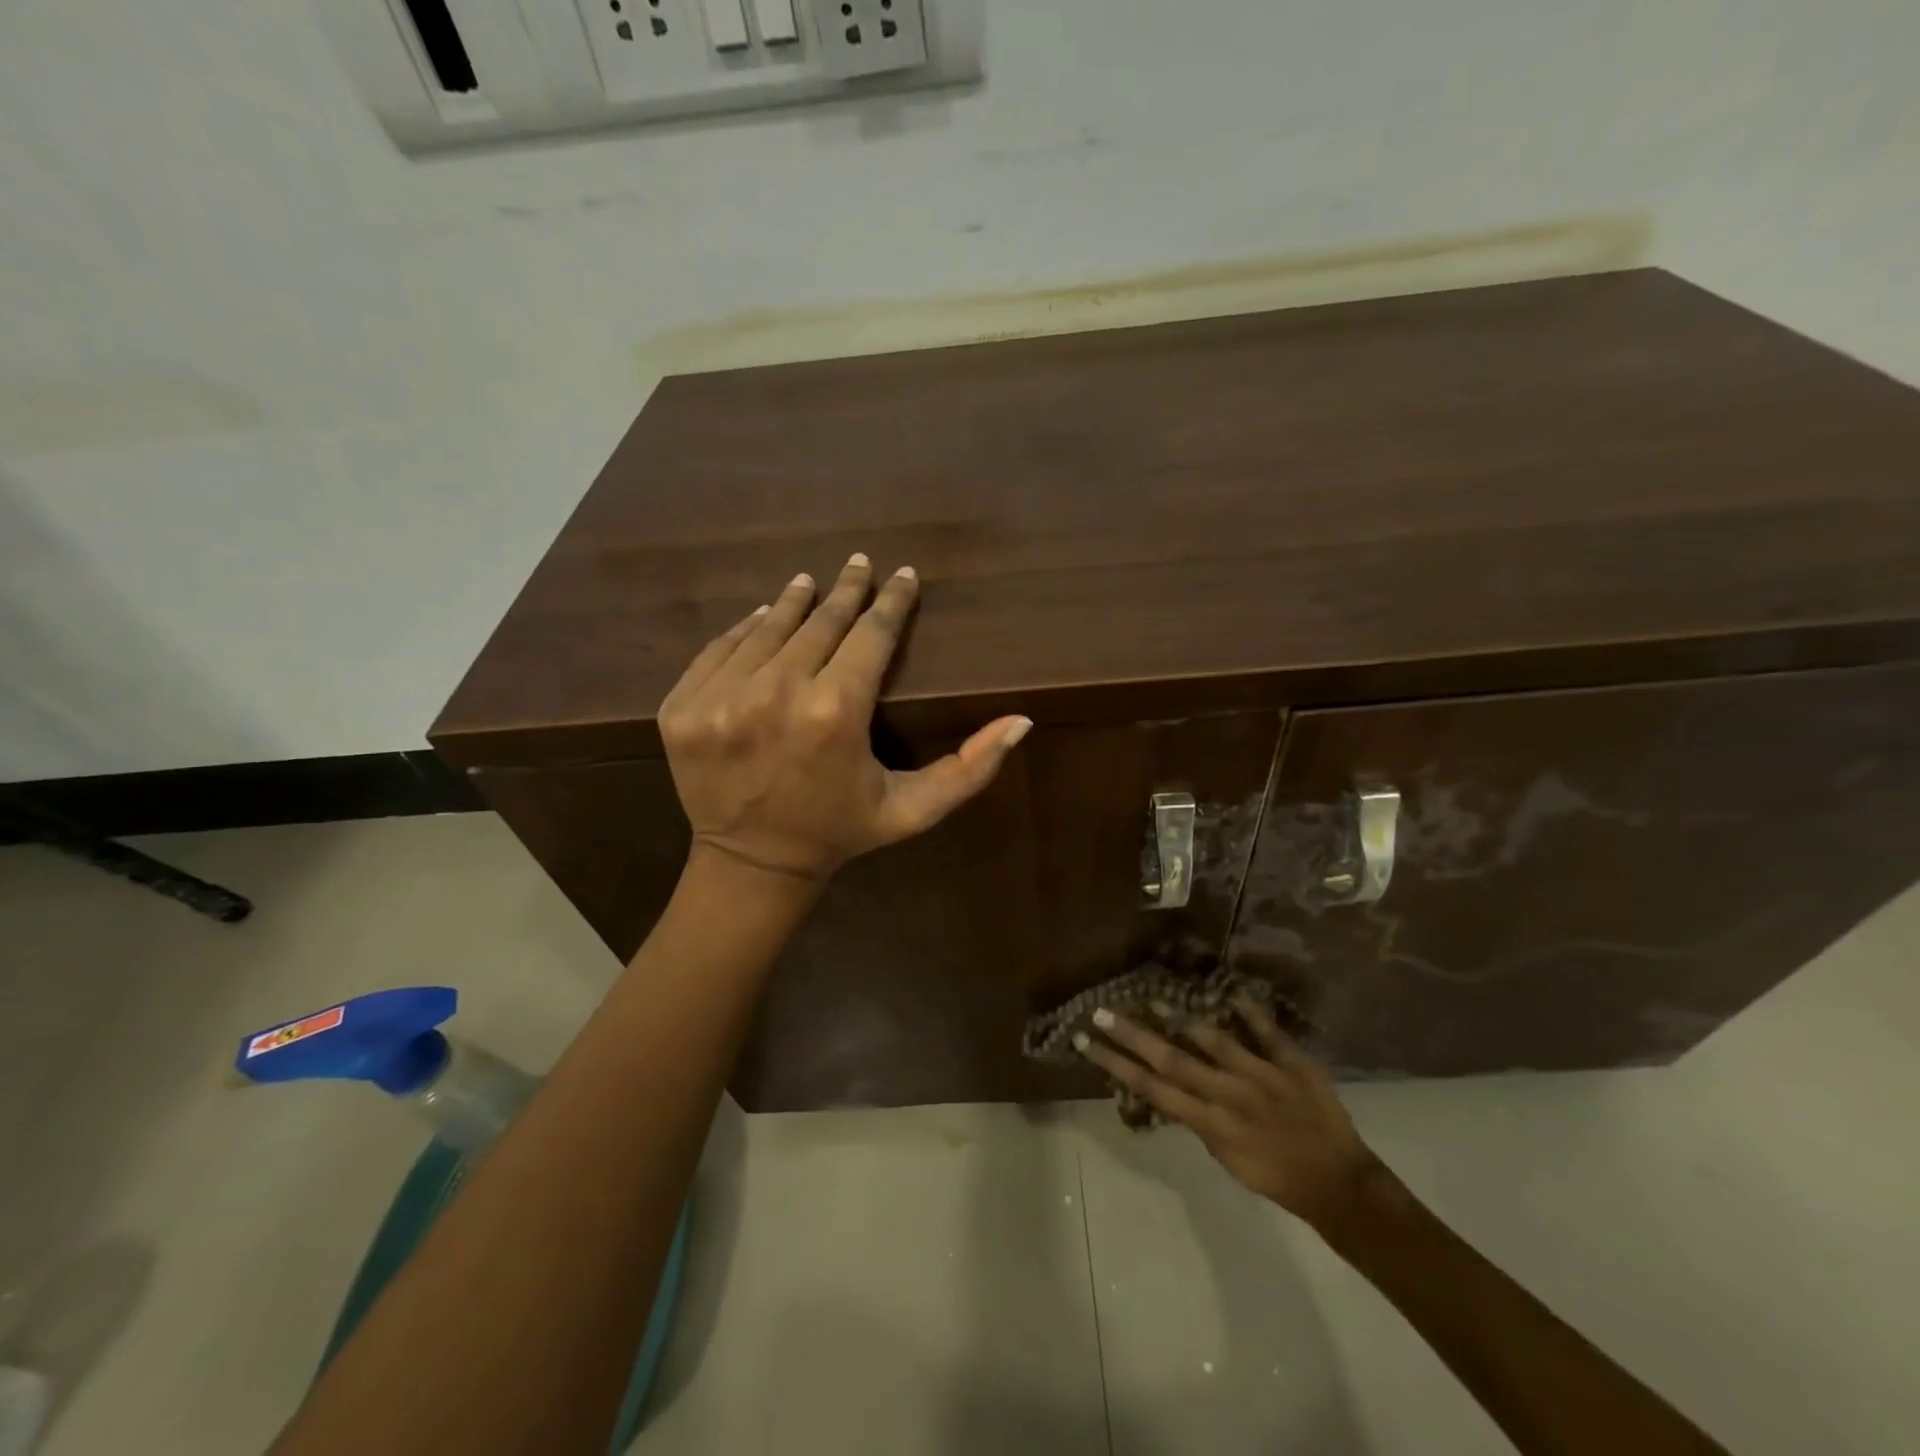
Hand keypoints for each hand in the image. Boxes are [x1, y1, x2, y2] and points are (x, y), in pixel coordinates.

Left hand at [659, 554, 1031, 882]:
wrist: (751, 866)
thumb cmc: (840, 831)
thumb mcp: (912, 809)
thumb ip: (969, 769)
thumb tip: (1021, 720)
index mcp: (835, 714)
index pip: (870, 636)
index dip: (891, 602)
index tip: (902, 575)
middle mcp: (774, 695)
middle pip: (819, 623)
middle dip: (845, 591)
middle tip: (859, 564)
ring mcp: (719, 699)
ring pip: (765, 629)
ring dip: (793, 602)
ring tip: (811, 582)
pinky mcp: (682, 707)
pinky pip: (718, 650)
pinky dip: (743, 631)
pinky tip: (761, 618)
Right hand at [1075, 994, 1381, 1227]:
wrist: (1340, 1187)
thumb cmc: (1278, 1179)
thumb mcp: (1228, 1159)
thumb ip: (1201, 1121)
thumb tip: (1173, 1088)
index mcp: (1211, 1123)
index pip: (1152, 1088)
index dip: (1116, 1065)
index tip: (1087, 1043)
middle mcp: (1229, 1095)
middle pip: (1172, 1060)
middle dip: (1132, 1035)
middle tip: (1101, 1012)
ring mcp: (1261, 1075)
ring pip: (1214, 1040)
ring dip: (1181, 1018)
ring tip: (1152, 997)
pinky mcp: (1292, 1063)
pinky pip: (1268, 1032)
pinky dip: (1250, 1012)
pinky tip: (1230, 992)